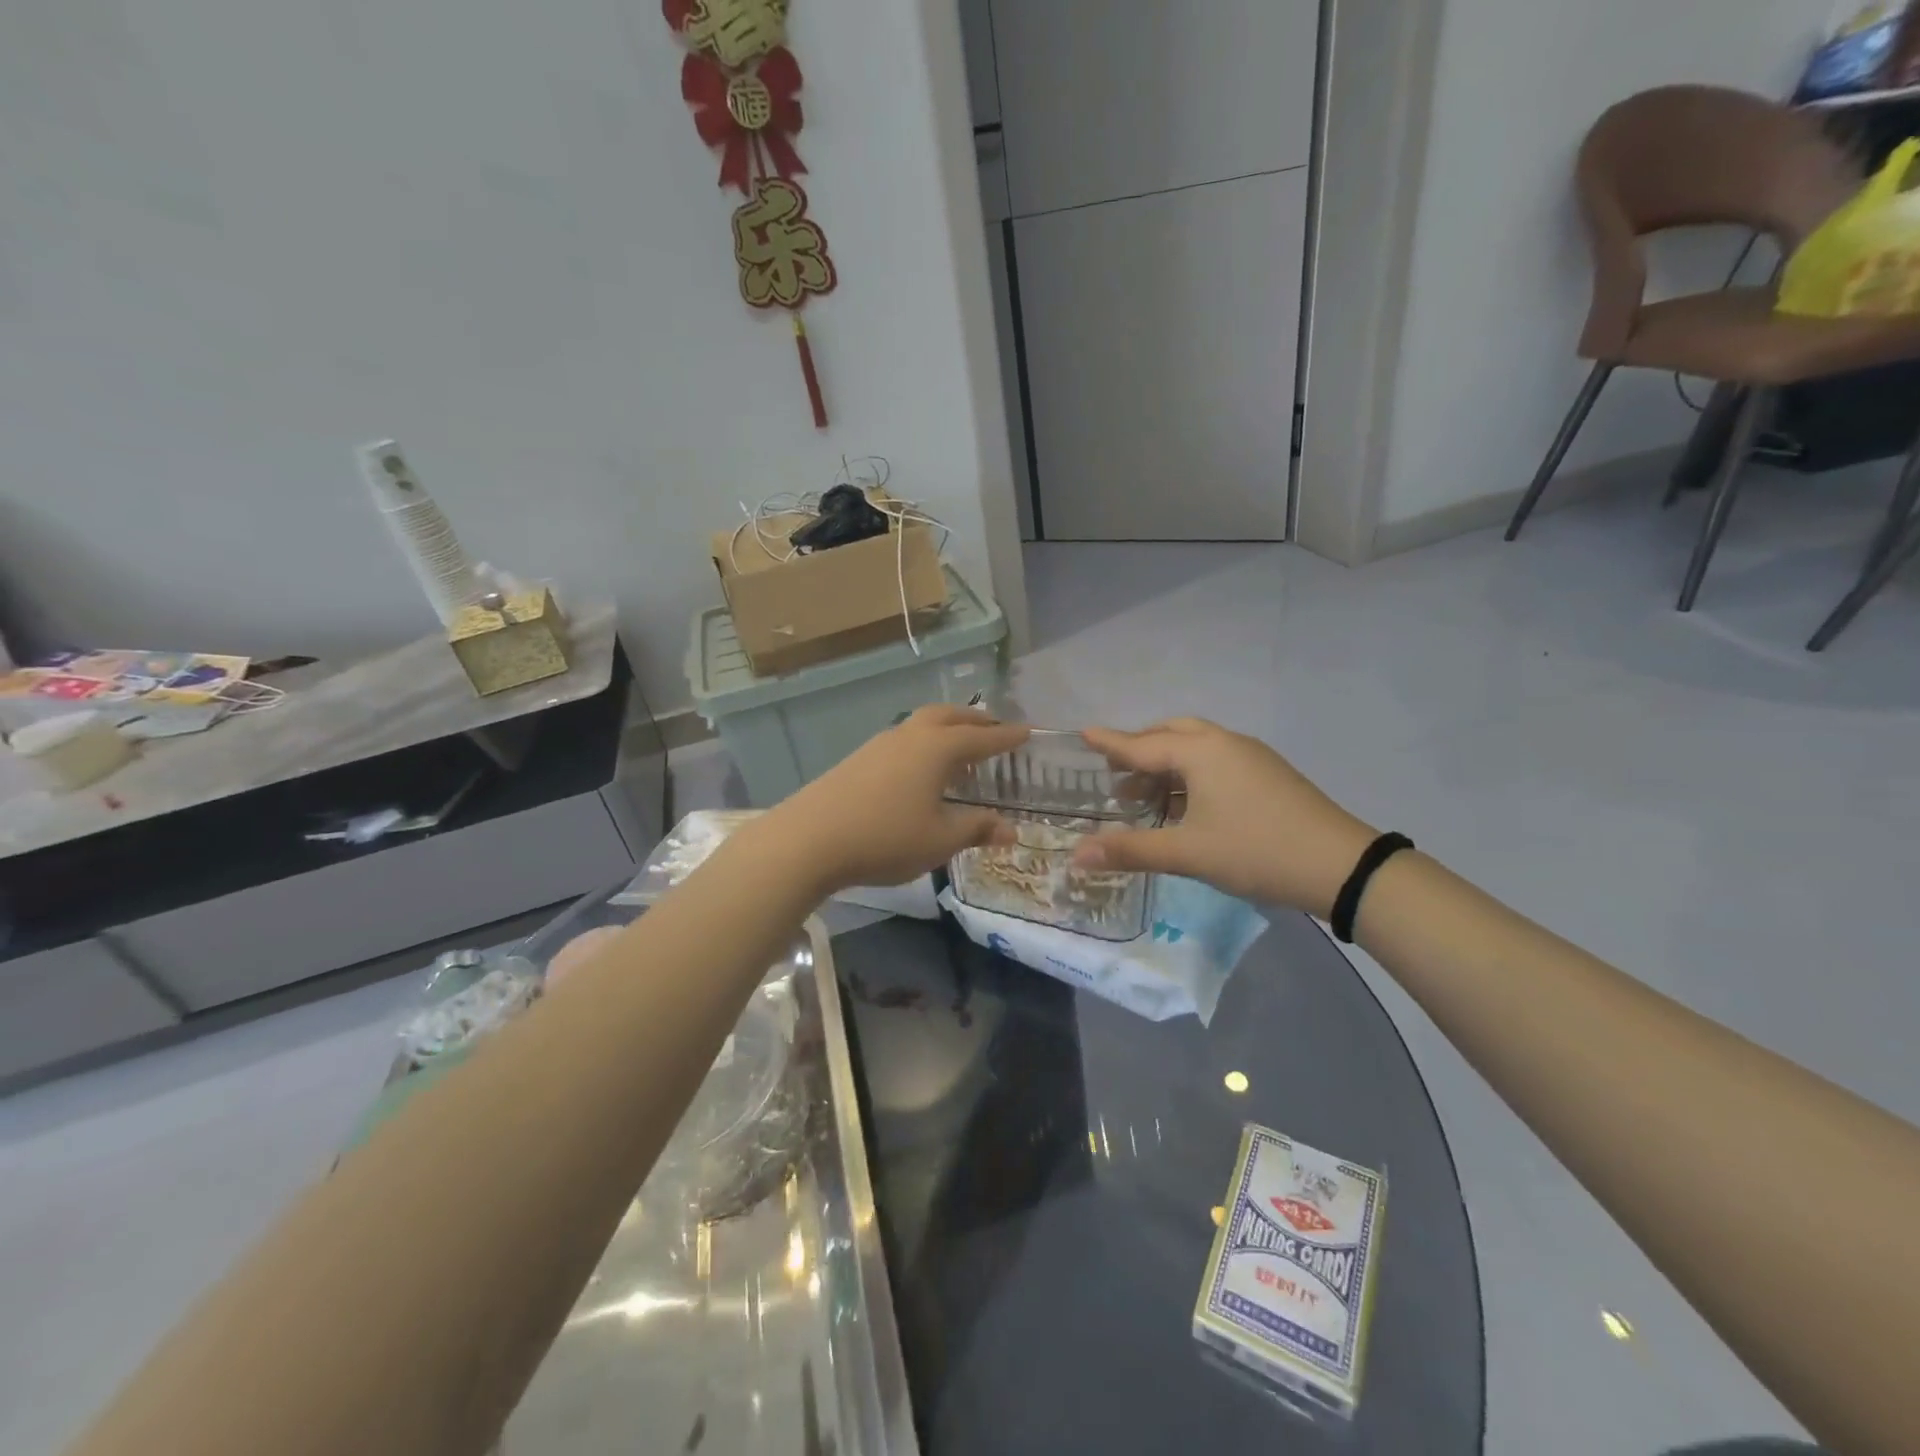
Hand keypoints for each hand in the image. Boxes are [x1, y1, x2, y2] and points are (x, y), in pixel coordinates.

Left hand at [768, 705, 1027, 892]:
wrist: (809, 839)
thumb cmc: (885, 837)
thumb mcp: (940, 839)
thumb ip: (977, 829)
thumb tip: (1010, 829)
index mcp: (937, 748)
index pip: (982, 737)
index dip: (1006, 737)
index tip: (1027, 732)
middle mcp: (910, 736)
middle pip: (949, 716)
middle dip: (975, 721)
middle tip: (995, 729)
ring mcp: (879, 744)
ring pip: (922, 725)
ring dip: (946, 729)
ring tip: (959, 750)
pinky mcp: (858, 759)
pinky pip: (903, 740)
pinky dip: (923, 744)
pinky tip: (920, 771)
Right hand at [1070, 719, 1378, 916]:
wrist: (1340, 866)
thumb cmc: (1255, 851)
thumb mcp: (1188, 853)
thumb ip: (1131, 850)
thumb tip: (1076, 855)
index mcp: (1201, 752)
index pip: (1142, 744)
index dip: (1110, 743)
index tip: (1083, 733)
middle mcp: (1224, 743)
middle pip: (1171, 733)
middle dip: (1140, 748)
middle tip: (1115, 772)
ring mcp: (1251, 757)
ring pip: (1197, 746)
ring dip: (1167, 762)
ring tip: (1144, 793)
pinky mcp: (1268, 774)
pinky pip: (1217, 760)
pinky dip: (1191, 772)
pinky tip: (1186, 804)